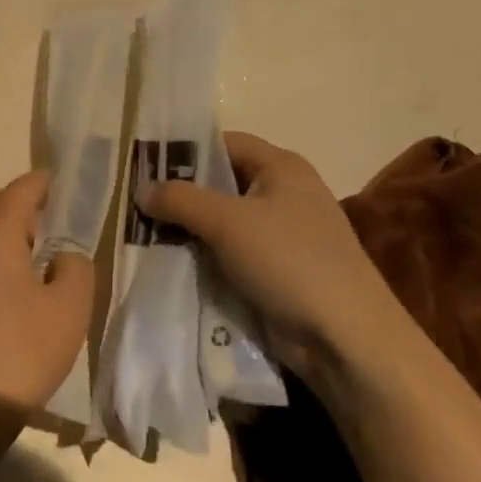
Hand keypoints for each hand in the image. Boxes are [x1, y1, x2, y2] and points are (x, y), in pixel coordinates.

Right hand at [138, 132, 405, 380]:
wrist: (345, 338)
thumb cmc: (289, 261)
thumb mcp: (227, 222)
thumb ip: (181, 199)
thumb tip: (142, 190)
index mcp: (282, 167)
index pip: (225, 143)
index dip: (186, 150)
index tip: (144, 165)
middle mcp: (284, 194)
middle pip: (222, 183)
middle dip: (181, 194)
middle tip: (135, 203)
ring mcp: (283, 235)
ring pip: (223, 222)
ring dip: (189, 229)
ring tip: (142, 234)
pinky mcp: (278, 271)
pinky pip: (232, 253)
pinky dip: (205, 256)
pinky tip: (171, 263)